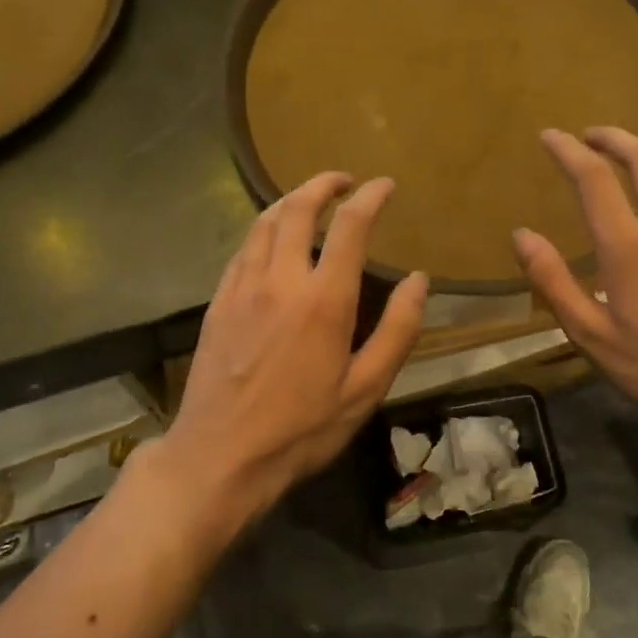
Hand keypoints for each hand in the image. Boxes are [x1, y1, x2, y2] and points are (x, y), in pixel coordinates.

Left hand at [154, 173, 427, 540]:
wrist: (220, 456)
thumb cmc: (301, 429)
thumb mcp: (365, 389)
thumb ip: (397, 330)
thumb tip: (419, 281)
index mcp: (323, 300)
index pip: (349, 225)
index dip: (370, 197)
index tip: (385, 185)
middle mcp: (280, 280)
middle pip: (298, 208)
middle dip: (324, 184)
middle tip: (345, 181)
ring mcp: (242, 288)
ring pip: (264, 222)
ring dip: (290, 200)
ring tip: (310, 199)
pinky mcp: (218, 302)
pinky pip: (242, 248)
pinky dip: (263, 229)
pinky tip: (271, 240)